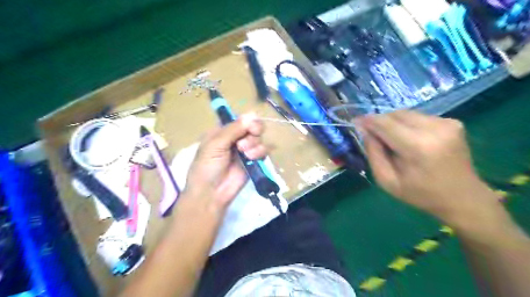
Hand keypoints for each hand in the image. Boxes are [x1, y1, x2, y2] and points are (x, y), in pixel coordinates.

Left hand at [186, 112, 268, 210]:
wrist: (211, 193)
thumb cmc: (207, 167)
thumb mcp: (215, 145)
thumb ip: (233, 129)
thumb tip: (252, 114)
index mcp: (223, 131)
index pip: (241, 119)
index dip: (248, 120)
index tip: (250, 127)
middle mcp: (236, 138)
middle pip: (254, 126)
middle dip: (253, 132)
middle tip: (245, 142)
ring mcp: (246, 150)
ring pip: (260, 138)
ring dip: (254, 144)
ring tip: (245, 154)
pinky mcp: (254, 161)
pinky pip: (264, 150)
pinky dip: (260, 152)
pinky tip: (252, 159)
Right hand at [358, 112, 499, 224]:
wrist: (463, 198)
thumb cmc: (421, 194)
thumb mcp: (387, 181)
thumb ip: (373, 153)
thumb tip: (365, 131)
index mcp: (418, 147)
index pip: (385, 124)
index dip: (368, 120)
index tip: (355, 121)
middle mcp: (434, 129)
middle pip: (396, 114)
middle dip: (380, 121)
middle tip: (371, 134)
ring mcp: (447, 123)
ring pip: (407, 113)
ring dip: (393, 122)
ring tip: (391, 139)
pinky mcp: (453, 122)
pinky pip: (419, 117)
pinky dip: (407, 124)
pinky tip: (408, 139)